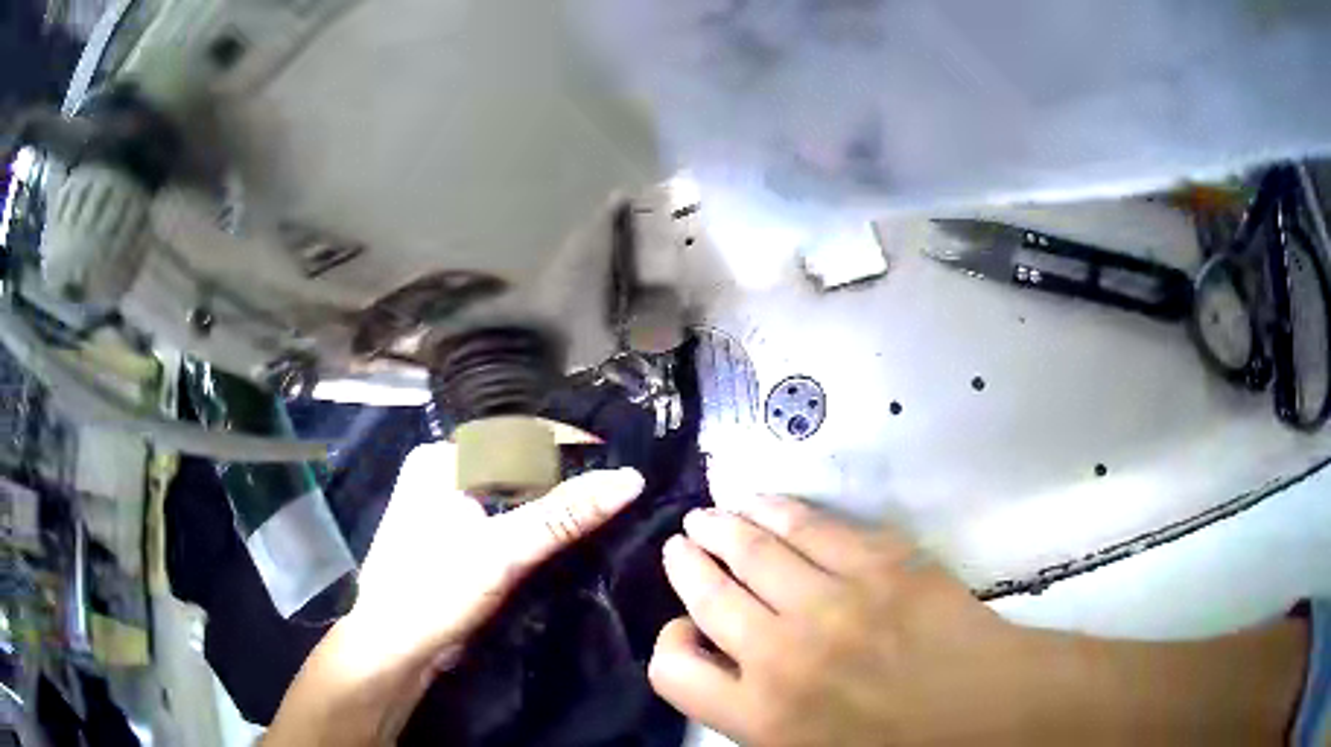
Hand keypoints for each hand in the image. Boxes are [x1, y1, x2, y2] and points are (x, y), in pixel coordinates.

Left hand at [265, 441, 644, 745]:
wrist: (394, 648)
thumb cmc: (437, 592)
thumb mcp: (504, 552)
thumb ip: (564, 514)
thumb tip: (629, 479)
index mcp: (440, 460)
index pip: (517, 438)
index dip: (570, 447)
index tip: (620, 465)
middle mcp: (438, 473)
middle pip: (514, 465)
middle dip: (562, 478)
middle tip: (616, 492)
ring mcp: (441, 506)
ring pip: (508, 493)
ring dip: (548, 503)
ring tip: (601, 511)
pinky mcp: (450, 537)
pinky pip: (499, 517)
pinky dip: (530, 524)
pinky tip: (561, 535)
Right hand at [649, 496, 1307, 745]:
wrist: (992, 713)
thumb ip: (758, 721)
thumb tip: (728, 676)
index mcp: (762, 716)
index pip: (673, 670)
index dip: (670, 644)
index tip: (684, 630)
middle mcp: (782, 655)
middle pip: (706, 595)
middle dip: (687, 564)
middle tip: (681, 543)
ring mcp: (832, 603)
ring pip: (751, 550)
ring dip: (722, 528)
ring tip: (708, 514)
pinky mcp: (881, 564)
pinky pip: (812, 527)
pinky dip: (778, 510)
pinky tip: (761, 501)